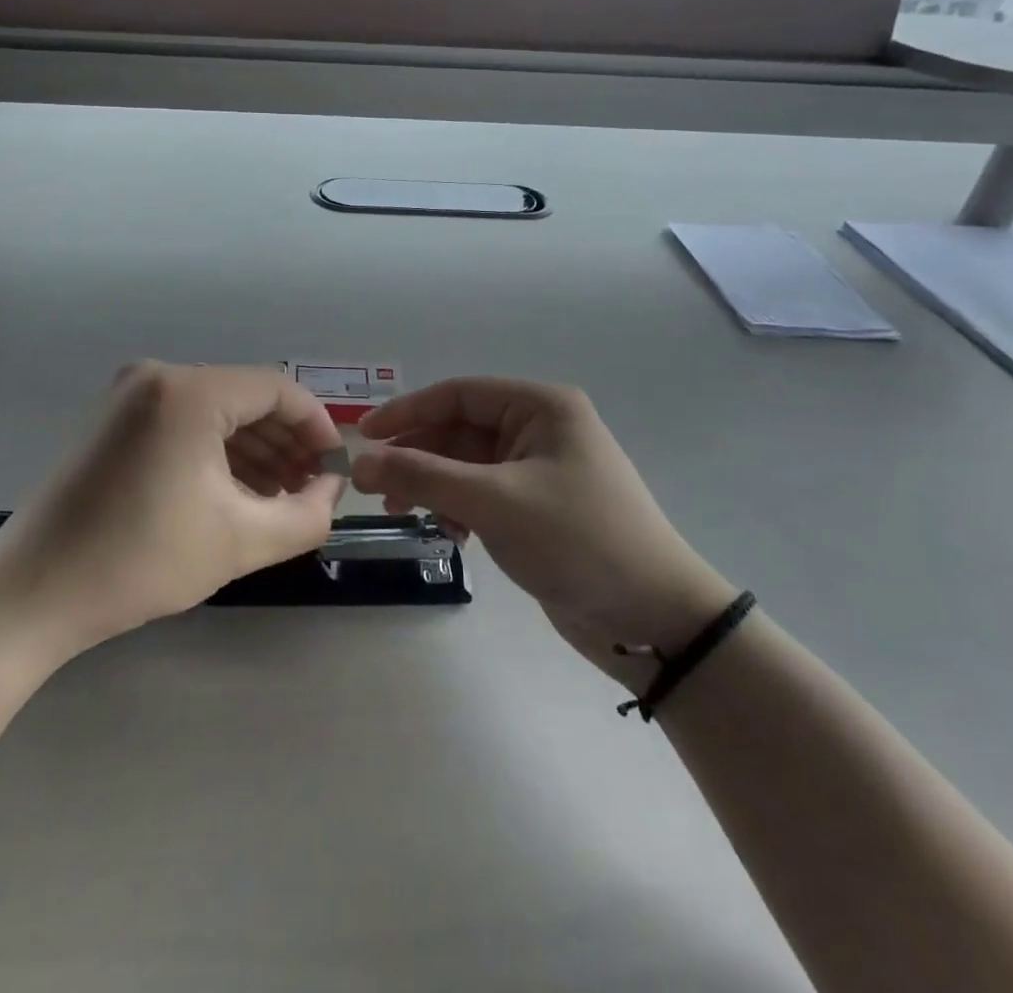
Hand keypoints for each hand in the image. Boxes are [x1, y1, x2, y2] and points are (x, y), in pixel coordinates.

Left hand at [0, 363, 344, 655]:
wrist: (34, 592)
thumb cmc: (141, 559)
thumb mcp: (241, 540)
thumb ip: (306, 515)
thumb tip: (331, 489)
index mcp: (189, 391)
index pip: (277, 389)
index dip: (316, 426)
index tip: (334, 468)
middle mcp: (158, 377)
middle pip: (245, 398)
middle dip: (286, 442)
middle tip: (311, 488)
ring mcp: (130, 396)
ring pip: (215, 412)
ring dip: (254, 450)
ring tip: (281, 497)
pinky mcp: (114, 421)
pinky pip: (184, 423)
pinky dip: (217, 453)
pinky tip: (238, 492)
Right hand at [351, 378, 733, 685]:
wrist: (654, 618)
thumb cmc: (578, 539)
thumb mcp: (494, 501)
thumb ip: (422, 476)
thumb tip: (357, 462)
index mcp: (541, 407)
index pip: (457, 393)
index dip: (407, 411)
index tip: (363, 436)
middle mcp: (540, 429)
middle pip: (458, 430)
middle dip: (417, 456)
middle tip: (373, 485)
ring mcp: (539, 470)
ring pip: (466, 465)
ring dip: (432, 485)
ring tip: (401, 511)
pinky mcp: (537, 508)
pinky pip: (481, 494)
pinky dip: (457, 508)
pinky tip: (449, 534)